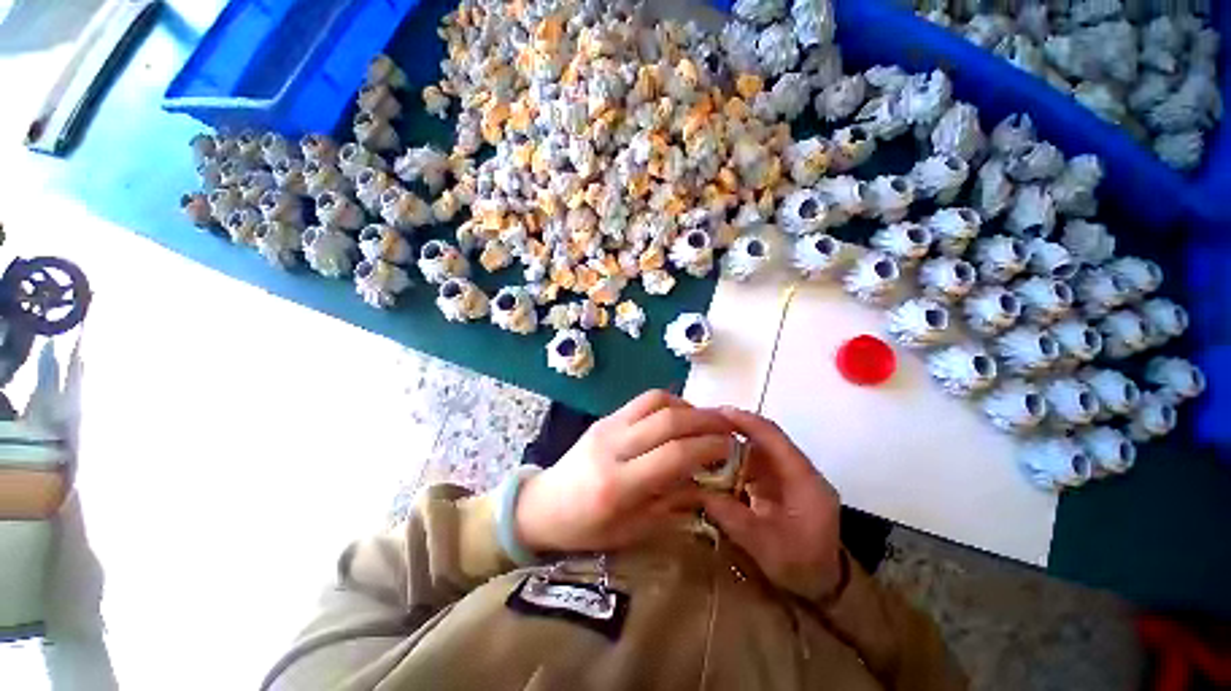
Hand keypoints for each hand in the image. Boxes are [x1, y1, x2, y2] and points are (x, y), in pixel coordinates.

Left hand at [515, 390, 734, 553]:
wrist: (543, 504)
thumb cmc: (586, 528)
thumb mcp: (632, 530)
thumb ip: (673, 504)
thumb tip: (709, 483)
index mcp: (618, 484)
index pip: (674, 455)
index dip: (708, 448)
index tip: (732, 448)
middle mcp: (613, 446)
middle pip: (668, 421)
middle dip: (706, 420)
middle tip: (729, 427)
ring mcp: (607, 426)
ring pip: (656, 401)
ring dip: (688, 406)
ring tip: (707, 420)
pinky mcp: (605, 417)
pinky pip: (642, 401)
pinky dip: (669, 402)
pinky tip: (680, 416)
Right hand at [701, 408, 842, 601]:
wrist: (823, 585)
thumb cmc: (801, 567)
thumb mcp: (765, 546)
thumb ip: (731, 516)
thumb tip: (695, 490)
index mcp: (804, 480)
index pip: (774, 438)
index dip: (746, 421)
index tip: (717, 412)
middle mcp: (796, 469)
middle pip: (762, 438)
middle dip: (732, 428)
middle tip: (700, 425)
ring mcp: (787, 475)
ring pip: (755, 448)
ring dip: (729, 443)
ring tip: (700, 440)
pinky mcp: (777, 482)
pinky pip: (751, 462)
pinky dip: (731, 459)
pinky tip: (711, 462)